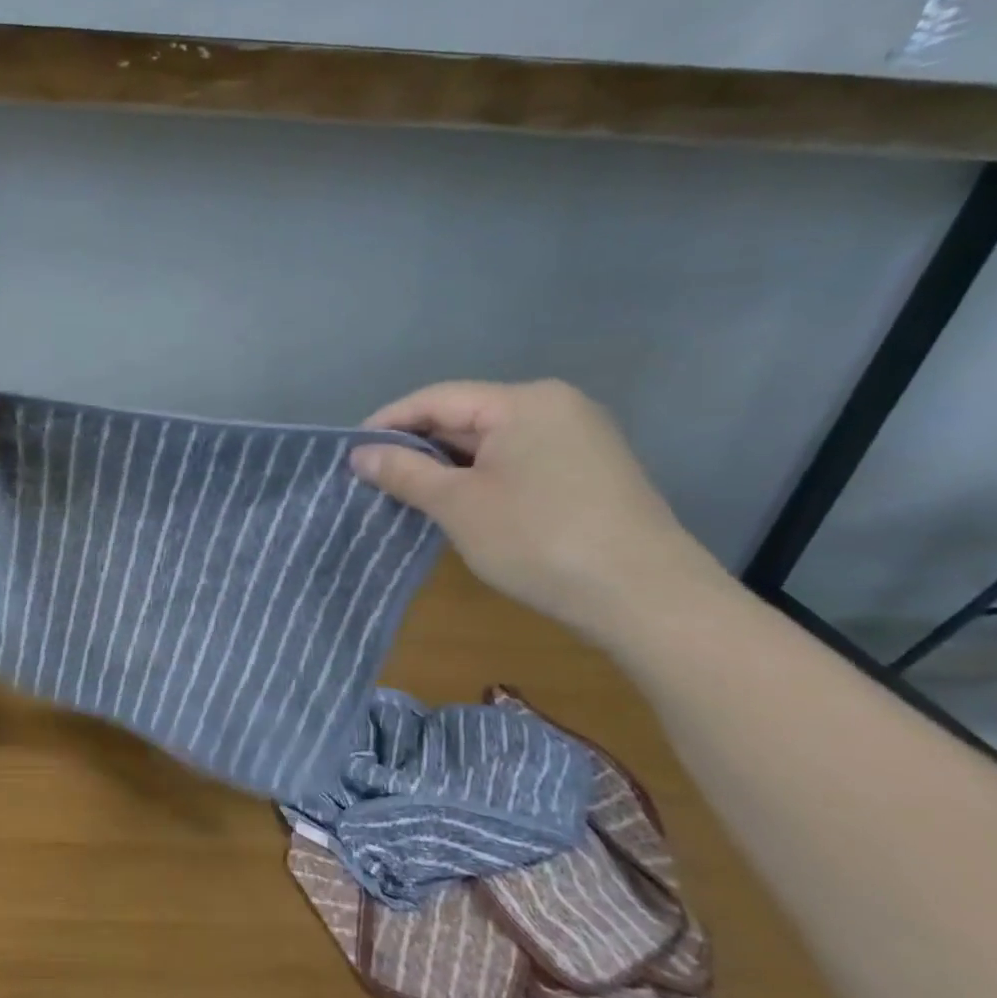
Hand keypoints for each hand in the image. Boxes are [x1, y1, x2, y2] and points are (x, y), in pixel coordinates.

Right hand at [348, 380, 722, 640]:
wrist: (646, 598)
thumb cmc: (539, 539)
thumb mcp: (458, 505)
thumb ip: (404, 473)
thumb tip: (359, 454)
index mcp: (524, 401)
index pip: (437, 399)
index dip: (388, 422)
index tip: (350, 452)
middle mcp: (555, 407)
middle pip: (466, 417)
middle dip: (418, 448)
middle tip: (373, 478)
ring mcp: (579, 439)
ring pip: (492, 443)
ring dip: (447, 467)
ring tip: (407, 494)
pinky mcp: (590, 473)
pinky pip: (518, 462)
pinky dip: (482, 479)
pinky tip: (460, 506)